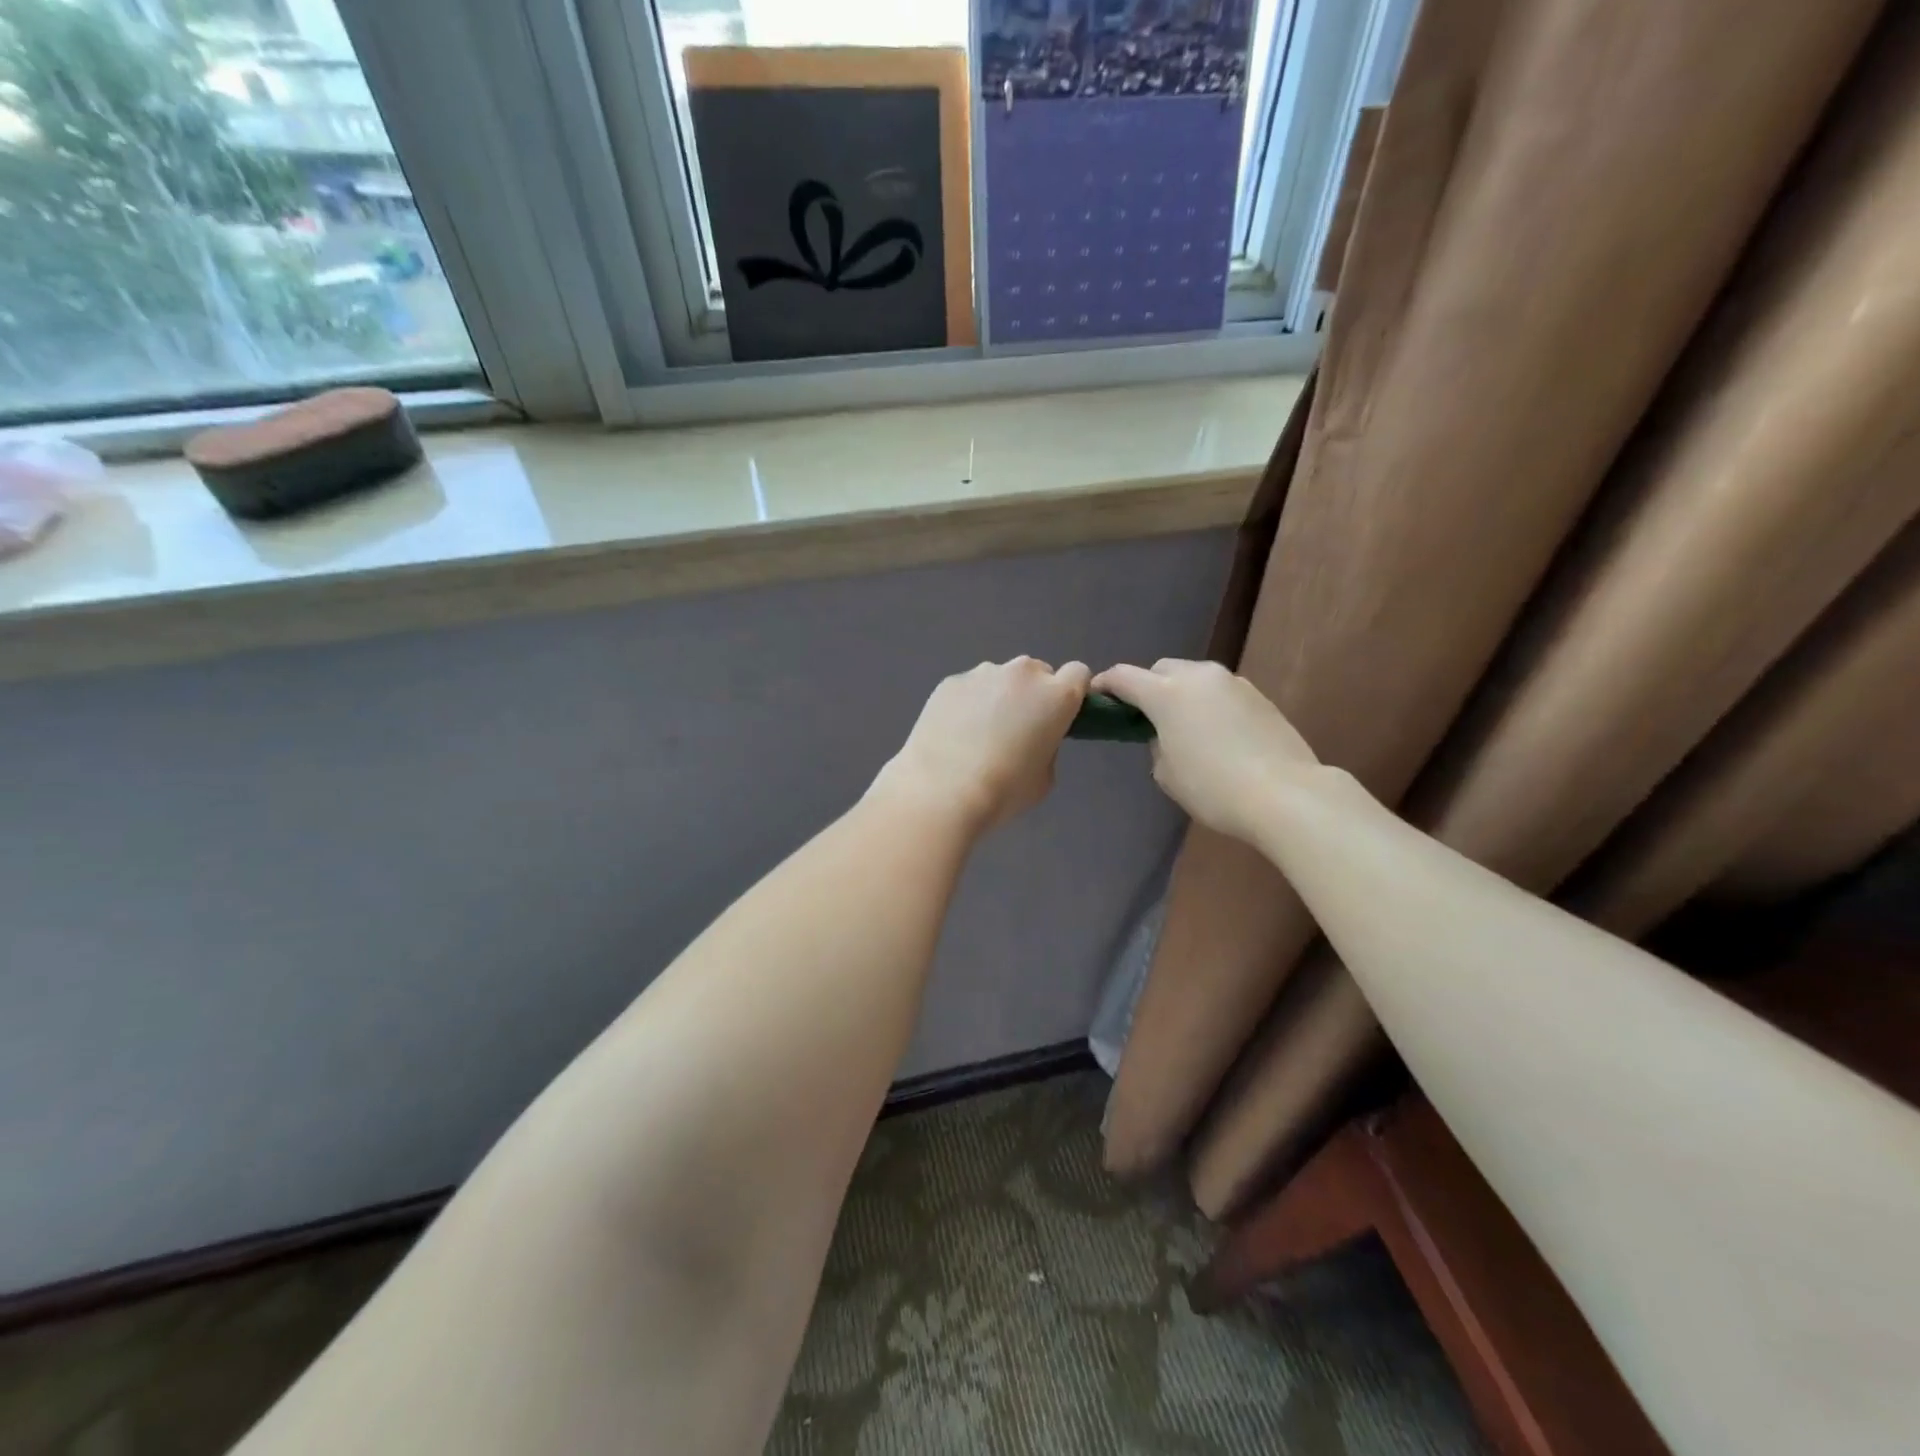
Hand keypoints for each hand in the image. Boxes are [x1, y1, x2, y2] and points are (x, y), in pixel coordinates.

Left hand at [876, 657, 1091, 832]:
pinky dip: (968, 703)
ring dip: (998, 696)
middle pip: (1037, 672)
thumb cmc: (1003, 790)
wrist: (941, 790)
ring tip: (978, 734)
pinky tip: (954, 734)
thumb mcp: (1044, 777)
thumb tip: (1033, 737)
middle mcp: (1023, 674)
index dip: (1071, 692)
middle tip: (1016, 729)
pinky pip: (970, 687)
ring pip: (1001, 678)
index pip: (1078, 673)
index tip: (1059, 715)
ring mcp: (983, 673)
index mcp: (1056, 696)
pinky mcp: (951, 681)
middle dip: (1033, 694)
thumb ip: (1047, 746)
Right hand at [1092, 659, 1318, 843]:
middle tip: (1146, 716)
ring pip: (1195, 678)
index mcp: (1166, 694)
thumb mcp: (1167, 773)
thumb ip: (1156, 744)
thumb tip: (1166, 734)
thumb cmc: (1214, 788)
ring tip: (1184, 725)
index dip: (1105, 685)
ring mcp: (1232, 682)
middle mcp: (1198, 677)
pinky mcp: (1258, 695)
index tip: (1097, 697)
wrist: (1285, 794)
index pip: (1123, 677)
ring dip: (1181, 693)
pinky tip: (1217, 733)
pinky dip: (1209, 704)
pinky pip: (1221, 692)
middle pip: (1161, 669)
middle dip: (1148, 686)